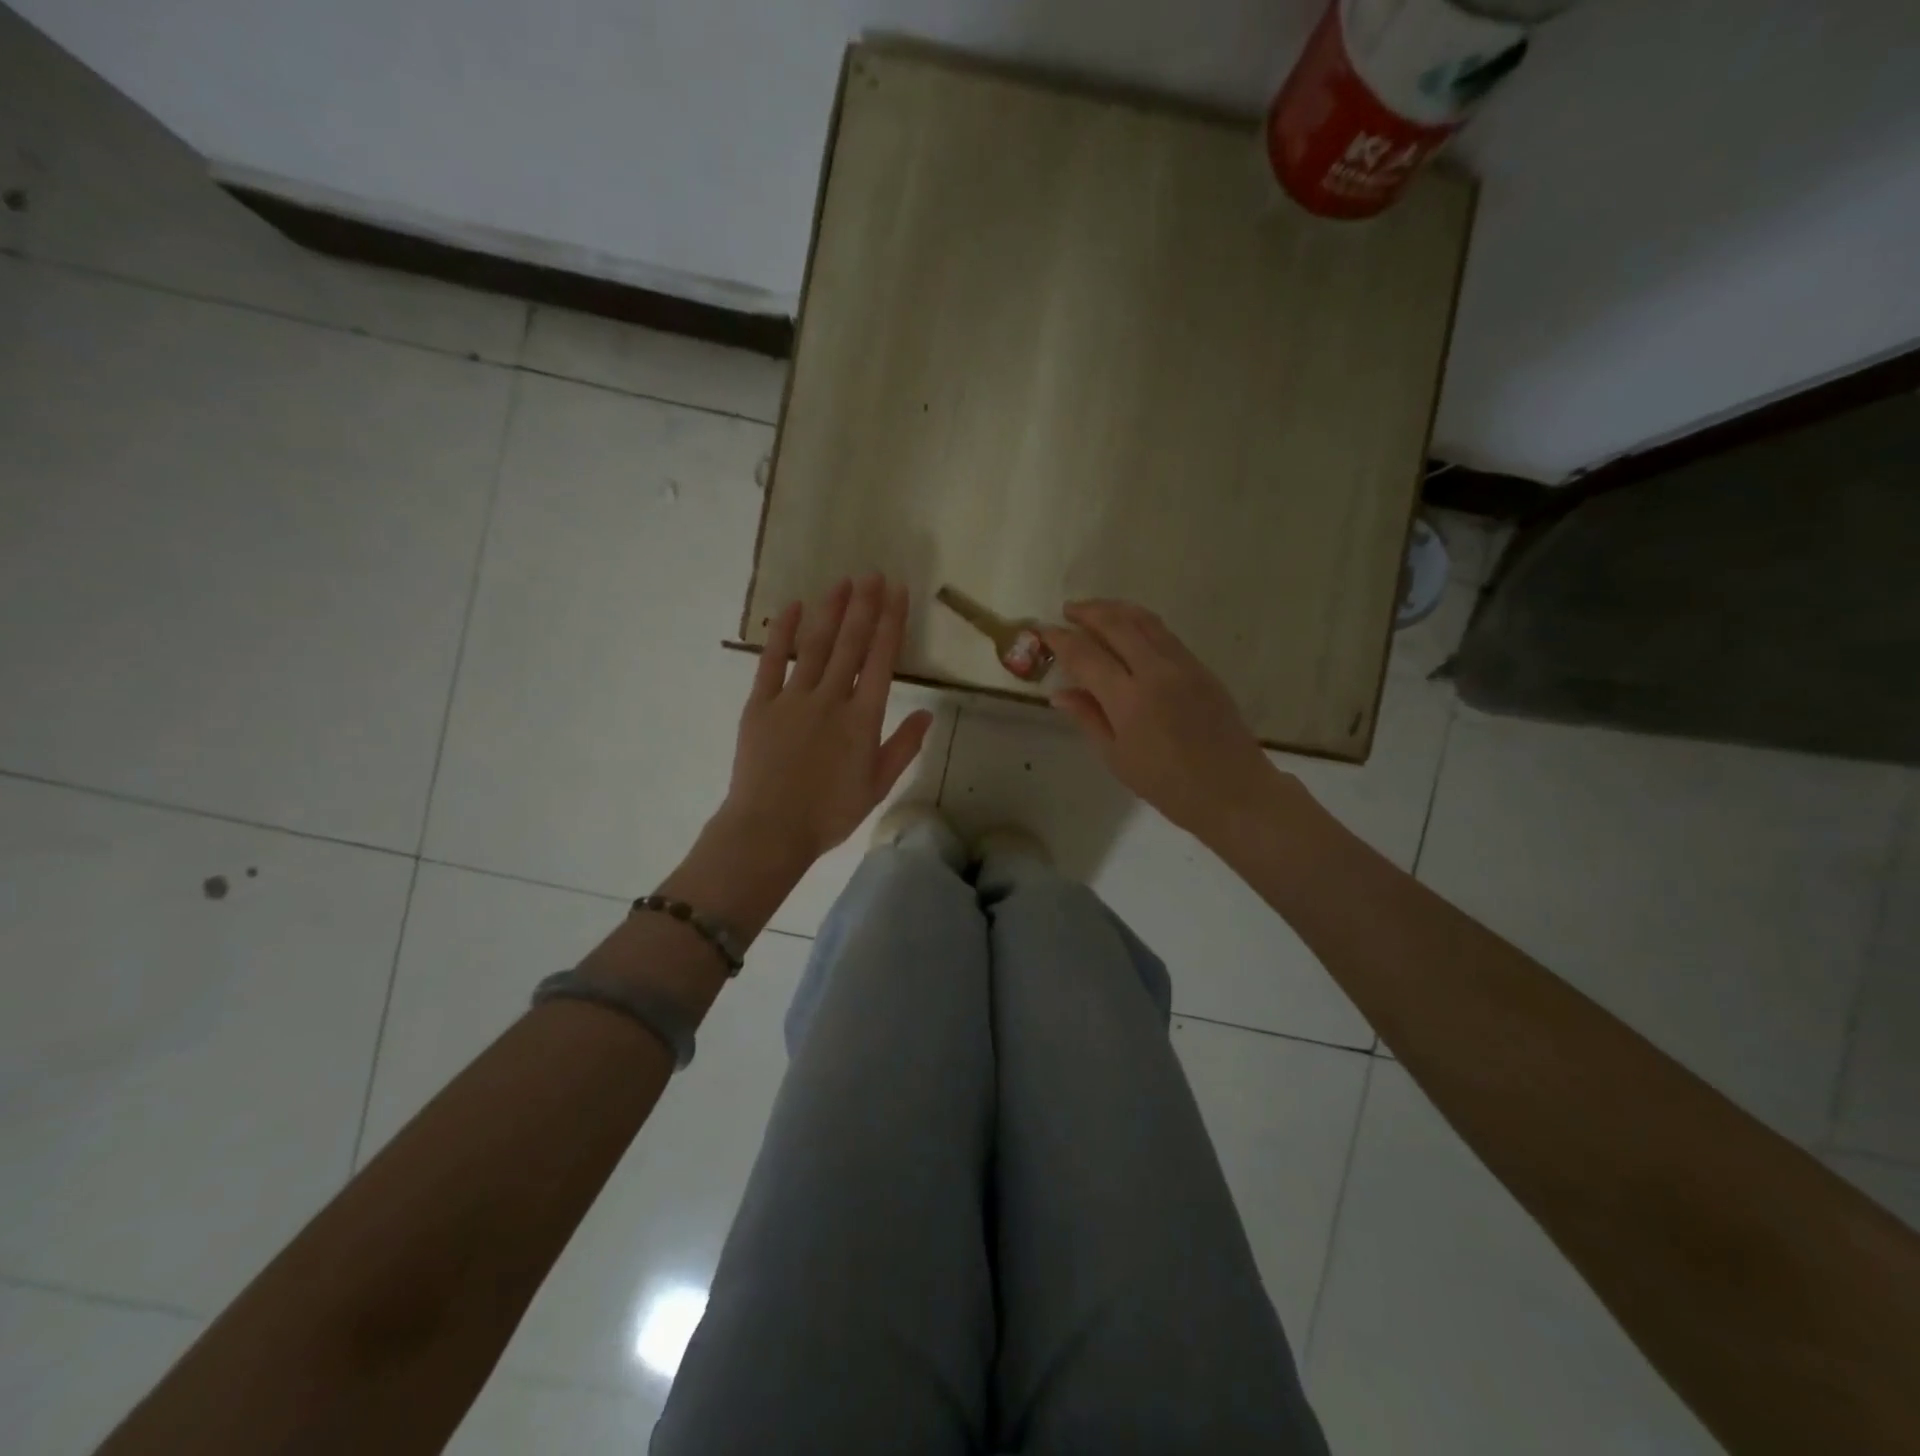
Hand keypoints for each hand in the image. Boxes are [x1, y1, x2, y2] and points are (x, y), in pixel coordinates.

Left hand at [720, 574, 933, 867]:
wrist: (769, 830)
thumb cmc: (829, 813)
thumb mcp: (877, 786)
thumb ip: (903, 747)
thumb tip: (928, 713)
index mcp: (862, 719)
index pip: (882, 660)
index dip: (891, 622)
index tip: (897, 592)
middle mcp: (831, 698)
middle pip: (850, 643)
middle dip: (864, 605)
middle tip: (872, 574)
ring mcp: (793, 698)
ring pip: (815, 645)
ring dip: (830, 611)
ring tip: (842, 583)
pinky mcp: (760, 704)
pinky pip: (771, 661)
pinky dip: (781, 633)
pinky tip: (792, 608)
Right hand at [1043, 600, 1286, 840]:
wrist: (1231, 790)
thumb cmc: (1166, 784)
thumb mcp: (1116, 757)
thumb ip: (1088, 717)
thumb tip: (1060, 692)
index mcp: (1129, 699)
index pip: (1085, 655)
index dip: (1060, 639)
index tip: (1043, 631)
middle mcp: (1156, 671)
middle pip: (1116, 623)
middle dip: (1088, 611)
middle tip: (1067, 611)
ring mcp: (1183, 665)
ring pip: (1145, 621)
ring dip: (1116, 609)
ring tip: (1096, 611)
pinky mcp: (1201, 668)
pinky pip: (1165, 634)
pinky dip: (1140, 623)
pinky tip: (1130, 631)